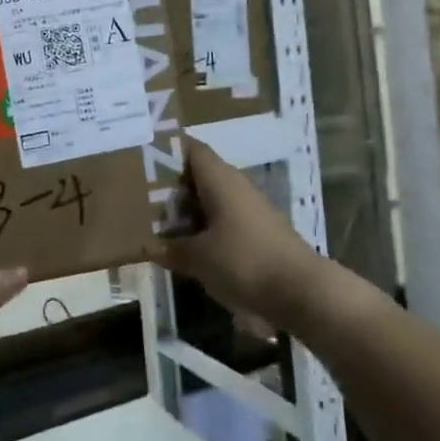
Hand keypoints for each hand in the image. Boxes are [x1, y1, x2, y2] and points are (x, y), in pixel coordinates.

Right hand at [148, 137, 322, 328]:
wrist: (301, 292)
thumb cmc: (244, 262)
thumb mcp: (197, 258)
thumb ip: (170, 249)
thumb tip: (149, 246)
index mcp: (220, 178)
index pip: (190, 148)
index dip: (165, 150)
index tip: (139, 157)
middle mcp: (235, 185)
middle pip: (198, 174)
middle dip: (170, 184)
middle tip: (137, 195)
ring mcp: (249, 209)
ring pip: (210, 199)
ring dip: (186, 209)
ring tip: (155, 222)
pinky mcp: (258, 232)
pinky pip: (222, 220)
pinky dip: (203, 227)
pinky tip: (187, 246)